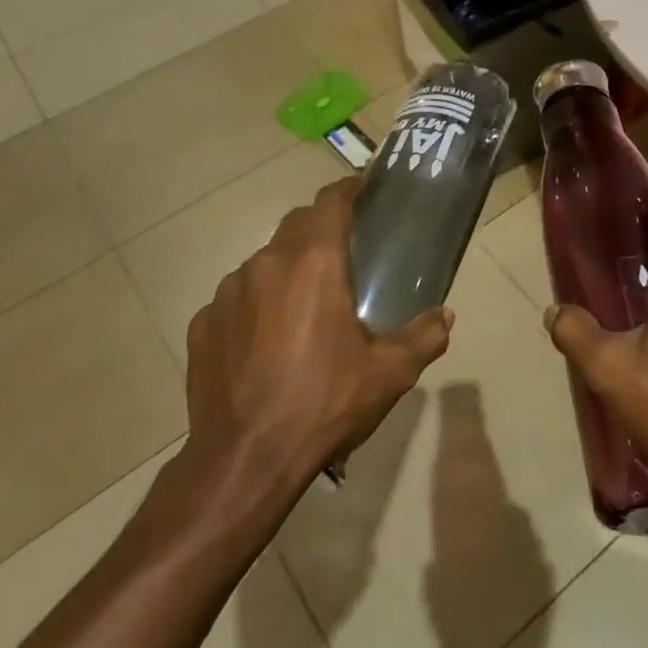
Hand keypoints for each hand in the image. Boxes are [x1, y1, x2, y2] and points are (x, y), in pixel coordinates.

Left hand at [185, 176, 453, 484]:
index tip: (365, 187)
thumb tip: (445, 315)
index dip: (349, 187)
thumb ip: (424, 336)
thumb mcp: (389, 373)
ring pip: (265, 263)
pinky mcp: (202, 323)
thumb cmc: (324, 403)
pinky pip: (236, 299)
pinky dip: (256, 305)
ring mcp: (227, 292)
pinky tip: (267, 342)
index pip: (330, 201)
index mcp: (313, 262)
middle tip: (346, 252)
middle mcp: (266, 263)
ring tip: (306, 305)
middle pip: (297, 225)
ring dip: (288, 271)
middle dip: (322, 228)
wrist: (245, 460)